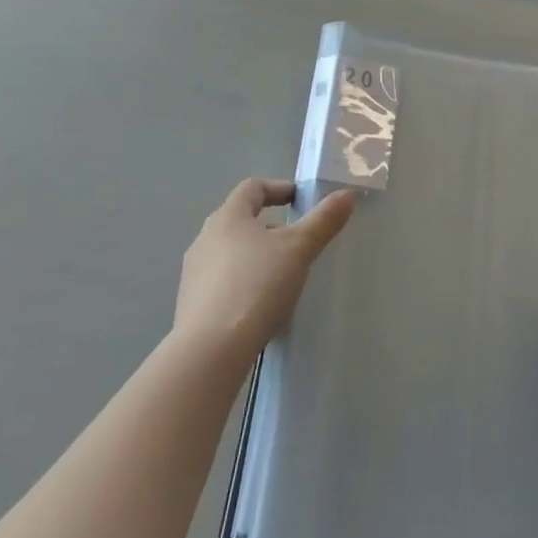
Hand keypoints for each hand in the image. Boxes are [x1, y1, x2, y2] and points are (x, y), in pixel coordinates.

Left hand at [173, 178, 357, 361]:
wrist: (211, 350)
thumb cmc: (257, 286)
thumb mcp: (299, 249)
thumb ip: (324, 220)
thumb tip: (346, 195)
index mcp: (228, 217)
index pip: (252, 187)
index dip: (279, 188)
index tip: (301, 201)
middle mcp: (205, 238)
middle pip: (240, 220)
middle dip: (271, 227)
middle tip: (297, 242)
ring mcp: (194, 273)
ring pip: (231, 252)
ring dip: (257, 256)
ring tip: (282, 276)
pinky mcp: (191, 304)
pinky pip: (222, 282)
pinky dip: (243, 283)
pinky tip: (261, 305)